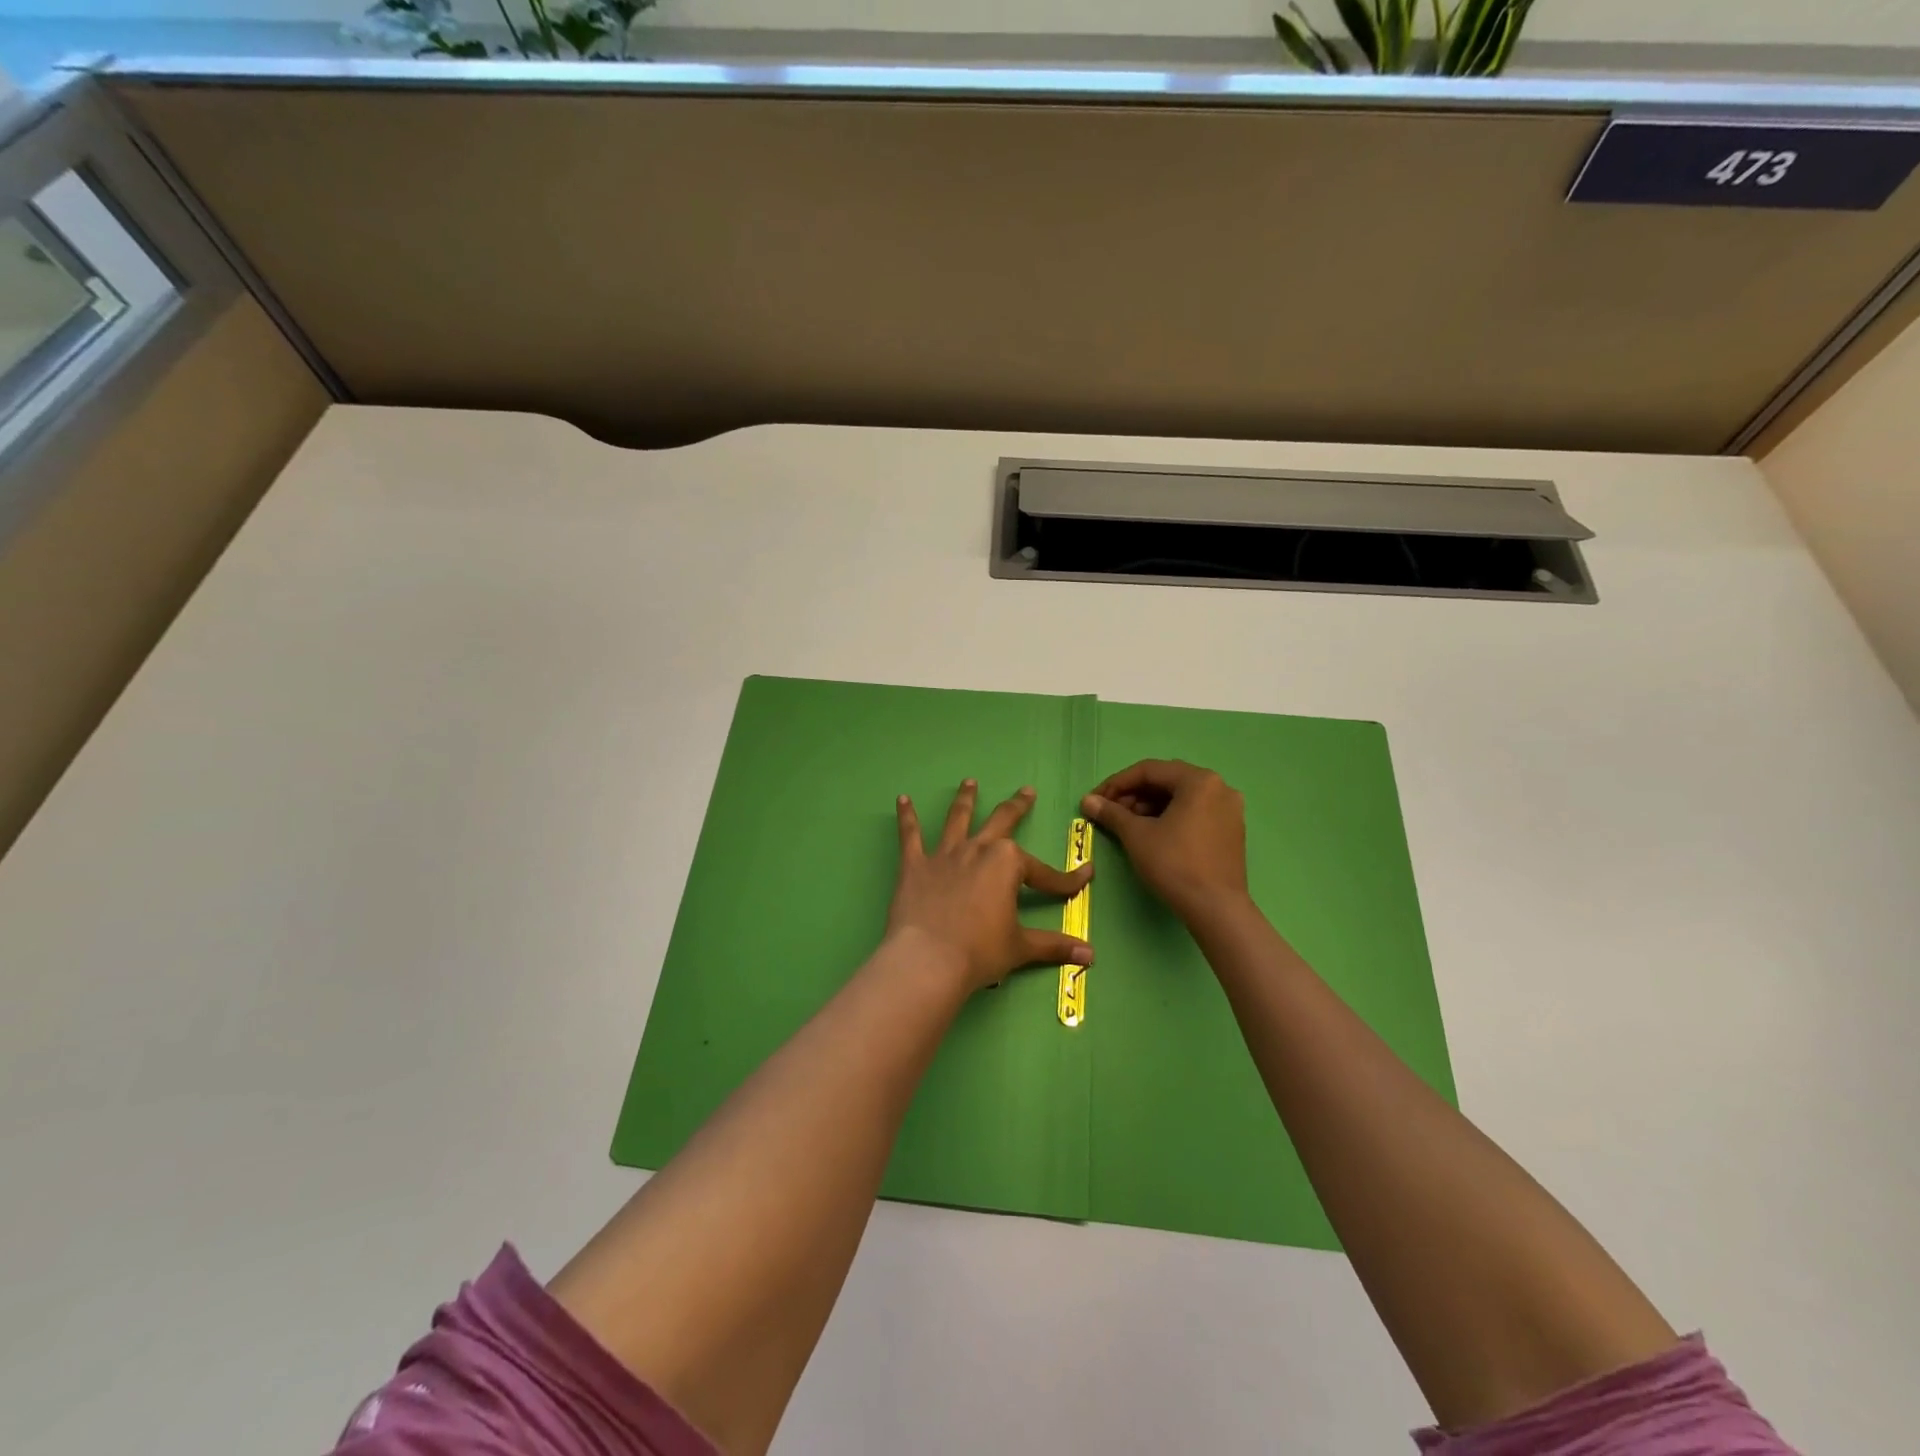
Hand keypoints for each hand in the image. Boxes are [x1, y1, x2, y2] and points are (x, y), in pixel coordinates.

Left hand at [888, 780, 1093, 993]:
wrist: (928, 960)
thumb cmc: (980, 952)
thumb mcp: (1021, 948)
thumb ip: (1054, 945)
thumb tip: (1090, 954)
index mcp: (1007, 864)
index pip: (1044, 873)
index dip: (1066, 880)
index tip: (1084, 878)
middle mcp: (978, 850)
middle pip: (1001, 822)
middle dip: (1017, 807)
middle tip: (1026, 792)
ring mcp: (945, 855)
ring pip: (958, 819)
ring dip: (965, 799)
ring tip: (969, 782)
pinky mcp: (915, 865)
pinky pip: (910, 836)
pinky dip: (906, 817)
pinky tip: (902, 800)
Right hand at [1081, 760, 1248, 924]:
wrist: (1215, 908)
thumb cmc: (1174, 864)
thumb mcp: (1137, 835)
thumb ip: (1111, 812)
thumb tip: (1087, 800)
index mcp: (1199, 780)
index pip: (1149, 770)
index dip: (1117, 783)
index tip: (1096, 800)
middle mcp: (1219, 787)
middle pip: (1167, 781)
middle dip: (1133, 795)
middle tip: (1110, 812)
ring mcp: (1229, 809)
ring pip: (1181, 797)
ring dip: (1150, 806)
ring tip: (1127, 824)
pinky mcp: (1231, 830)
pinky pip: (1194, 812)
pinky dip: (1170, 816)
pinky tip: (1152, 832)